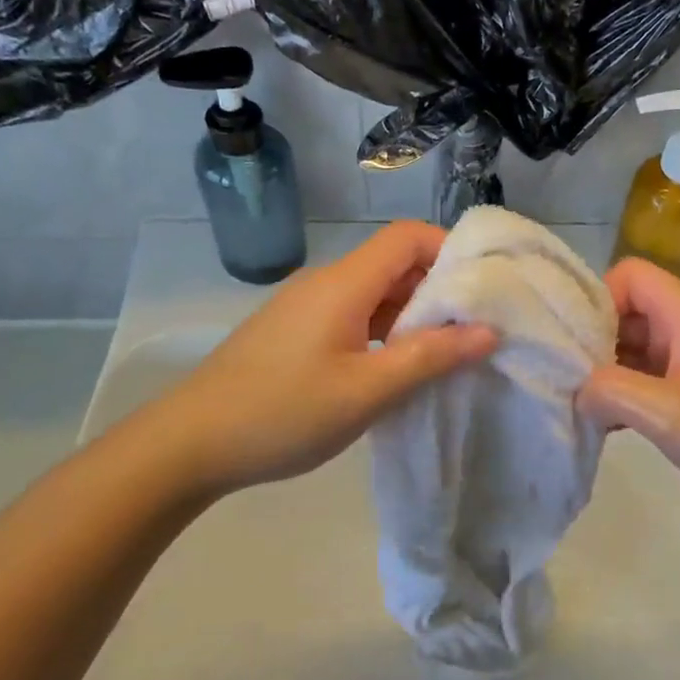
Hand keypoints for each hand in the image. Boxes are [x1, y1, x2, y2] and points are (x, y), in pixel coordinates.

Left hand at [155, 222, 495, 495]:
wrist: (190, 443)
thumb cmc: (284, 413)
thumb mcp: (366, 391)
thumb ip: (429, 357)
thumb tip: (488, 331)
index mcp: (343, 284)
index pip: (407, 237)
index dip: (450, 251)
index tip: (483, 290)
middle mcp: (324, 283)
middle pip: (393, 264)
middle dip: (437, 291)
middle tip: (474, 331)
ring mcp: (304, 308)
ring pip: (372, 295)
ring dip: (410, 317)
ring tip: (443, 356)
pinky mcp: (293, 333)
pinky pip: (351, 318)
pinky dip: (382, 334)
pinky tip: (393, 371)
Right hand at [578, 259, 679, 528]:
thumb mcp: (665, 413)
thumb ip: (609, 391)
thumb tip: (577, 391)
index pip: (630, 275)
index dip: (597, 300)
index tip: (573, 344)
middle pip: (629, 312)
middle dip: (594, 341)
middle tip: (566, 380)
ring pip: (637, 349)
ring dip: (608, 374)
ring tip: (580, 407)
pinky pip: (652, 381)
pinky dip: (627, 397)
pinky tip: (607, 427)